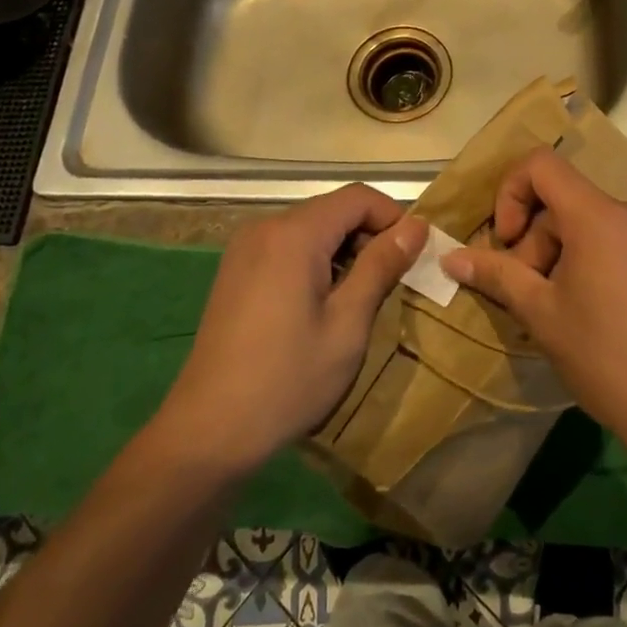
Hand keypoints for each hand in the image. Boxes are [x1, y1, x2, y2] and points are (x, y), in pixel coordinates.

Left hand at [158, 185, 423, 476]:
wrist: (209, 429)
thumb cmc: (289, 378)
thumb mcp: (348, 324)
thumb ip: (381, 266)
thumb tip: (417, 226)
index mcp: (294, 234)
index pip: (358, 197)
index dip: (394, 218)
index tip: (413, 258)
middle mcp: (266, 227)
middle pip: (334, 210)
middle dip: (369, 237)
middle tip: (391, 284)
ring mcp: (245, 248)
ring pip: (312, 228)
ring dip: (344, 252)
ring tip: (359, 300)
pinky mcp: (236, 269)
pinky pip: (288, 247)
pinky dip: (316, 262)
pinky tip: (321, 306)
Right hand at [441, 149, 626, 457]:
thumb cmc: (607, 359)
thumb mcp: (541, 315)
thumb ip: (496, 275)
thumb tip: (450, 257)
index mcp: (600, 217)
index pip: (542, 165)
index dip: (511, 193)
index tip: (507, 242)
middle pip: (566, 202)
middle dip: (536, 241)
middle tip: (530, 294)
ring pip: (591, 224)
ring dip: (562, 254)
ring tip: (560, 309)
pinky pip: (619, 240)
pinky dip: (593, 260)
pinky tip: (594, 311)